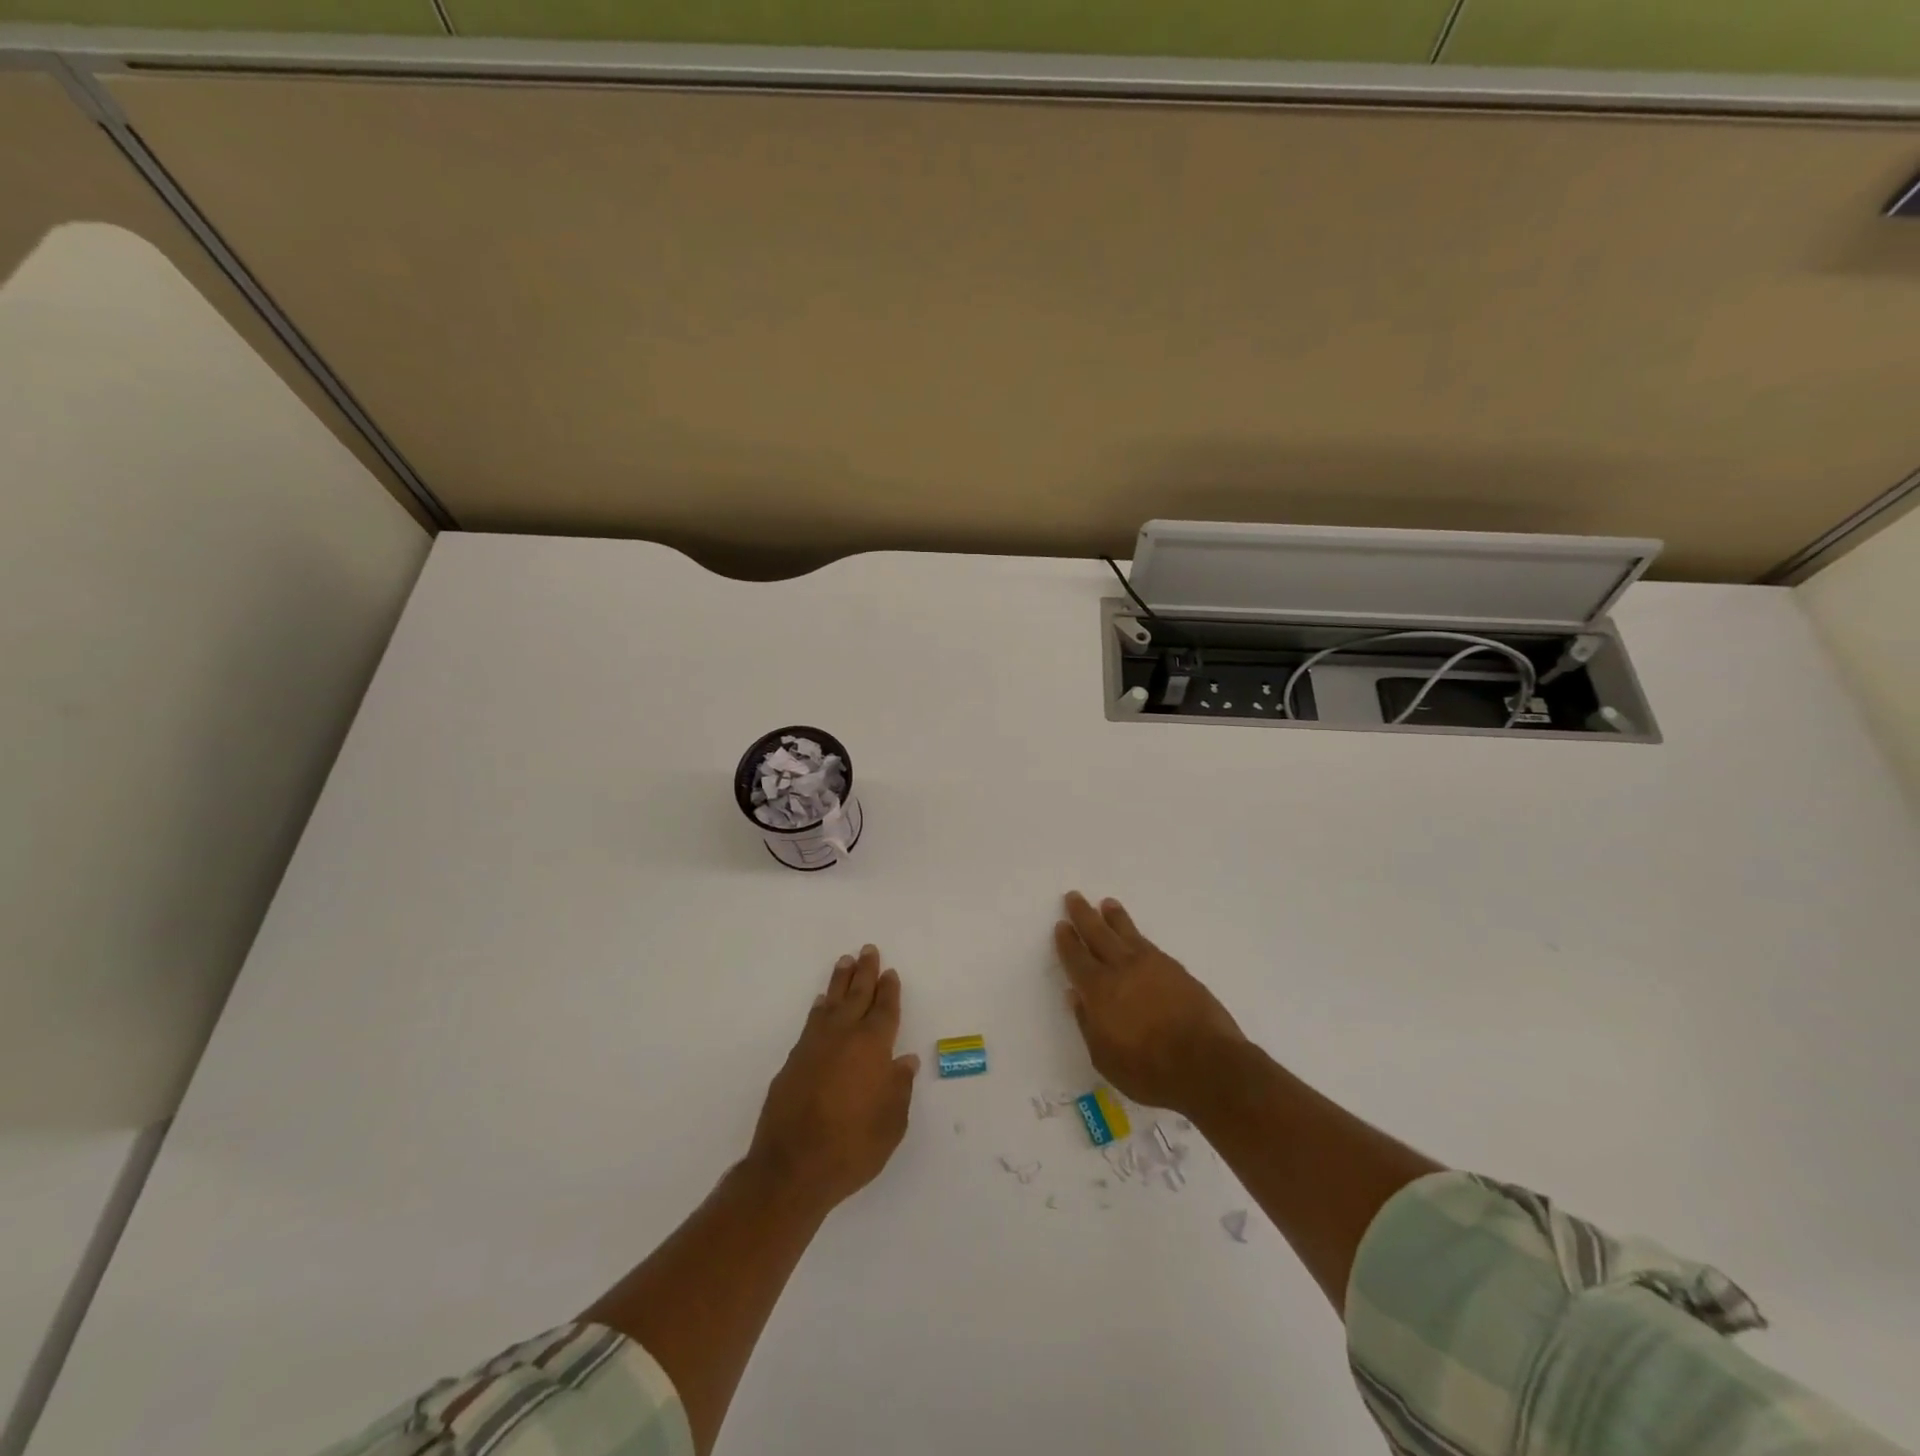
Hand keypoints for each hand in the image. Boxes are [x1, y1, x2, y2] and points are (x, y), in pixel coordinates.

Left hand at [747, 945, 919, 1212]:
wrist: (792, 1167)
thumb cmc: (852, 1147)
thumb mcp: (891, 1124)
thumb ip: (899, 1088)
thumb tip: (904, 1061)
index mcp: (873, 1047)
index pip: (884, 1010)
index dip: (889, 990)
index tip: (890, 972)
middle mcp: (844, 1037)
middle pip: (857, 995)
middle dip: (865, 972)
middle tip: (868, 950)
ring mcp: (815, 1046)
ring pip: (831, 1003)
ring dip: (839, 982)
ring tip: (844, 963)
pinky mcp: (793, 1060)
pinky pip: (812, 1022)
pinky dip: (820, 1008)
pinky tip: (821, 1004)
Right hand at [1054, 892, 1245, 1114]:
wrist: (1208, 1064)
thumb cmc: (1149, 1070)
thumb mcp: (1105, 1059)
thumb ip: (1087, 1024)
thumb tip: (1074, 996)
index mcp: (1099, 990)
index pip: (1077, 959)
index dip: (1067, 941)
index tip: (1061, 925)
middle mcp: (1122, 969)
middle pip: (1098, 934)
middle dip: (1084, 915)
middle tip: (1074, 897)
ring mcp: (1152, 966)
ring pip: (1127, 933)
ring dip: (1114, 917)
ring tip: (1107, 904)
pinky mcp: (1176, 969)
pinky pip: (1148, 943)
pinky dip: (1136, 934)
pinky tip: (1135, 936)